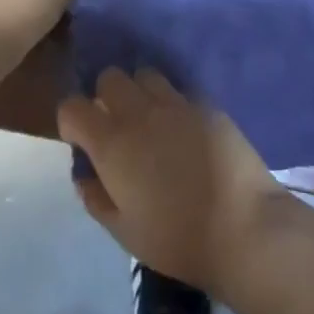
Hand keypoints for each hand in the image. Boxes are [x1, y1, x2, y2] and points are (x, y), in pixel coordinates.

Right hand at [58, 68, 289, 297]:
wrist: (241, 225)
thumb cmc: (176, 238)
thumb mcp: (123, 231)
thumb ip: (95, 196)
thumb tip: (84, 171)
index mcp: (111, 142)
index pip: (72, 106)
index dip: (72, 120)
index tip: (81, 140)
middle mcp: (139, 112)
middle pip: (110, 77)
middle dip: (105, 96)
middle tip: (116, 127)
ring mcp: (175, 102)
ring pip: (144, 74)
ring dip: (139, 92)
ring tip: (150, 122)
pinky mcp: (205, 102)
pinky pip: (178, 90)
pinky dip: (171, 103)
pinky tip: (183, 130)